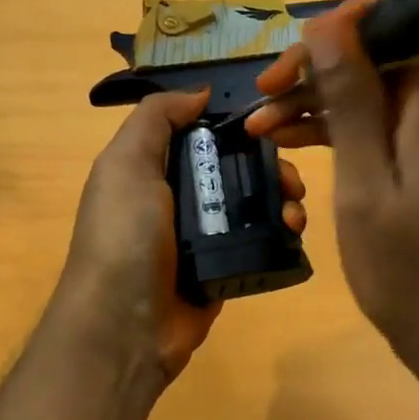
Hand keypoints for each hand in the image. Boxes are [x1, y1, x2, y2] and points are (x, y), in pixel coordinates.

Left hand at [58, 89, 306, 382]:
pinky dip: (282, 234)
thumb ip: (156, 118)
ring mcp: (204, 238)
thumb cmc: (124, 236)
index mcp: (153, 170)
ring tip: (295, 211)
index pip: (204, 135)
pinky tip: (295, 232)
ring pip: (254, 205)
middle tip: (291, 178)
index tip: (270, 125)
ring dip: (282, 199)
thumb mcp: (126, 164)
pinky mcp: (225, 269)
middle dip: (270, 166)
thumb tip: (201, 92)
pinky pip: (261, 243)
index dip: (237, 126)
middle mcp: (179, 199)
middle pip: (237, 169)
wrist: (125, 327)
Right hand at [245, 0, 418, 373]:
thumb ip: (349, 101)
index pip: (414, 22)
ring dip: (321, 101)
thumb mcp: (363, 184)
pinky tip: (292, 141)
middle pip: (385, 56)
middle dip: (321, 66)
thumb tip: (330, 24)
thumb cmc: (404, 267)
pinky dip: (342, 129)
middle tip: (261, 92)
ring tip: (260, 125)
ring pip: (377, 92)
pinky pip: (384, 125)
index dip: (358, 18)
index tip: (304, 42)